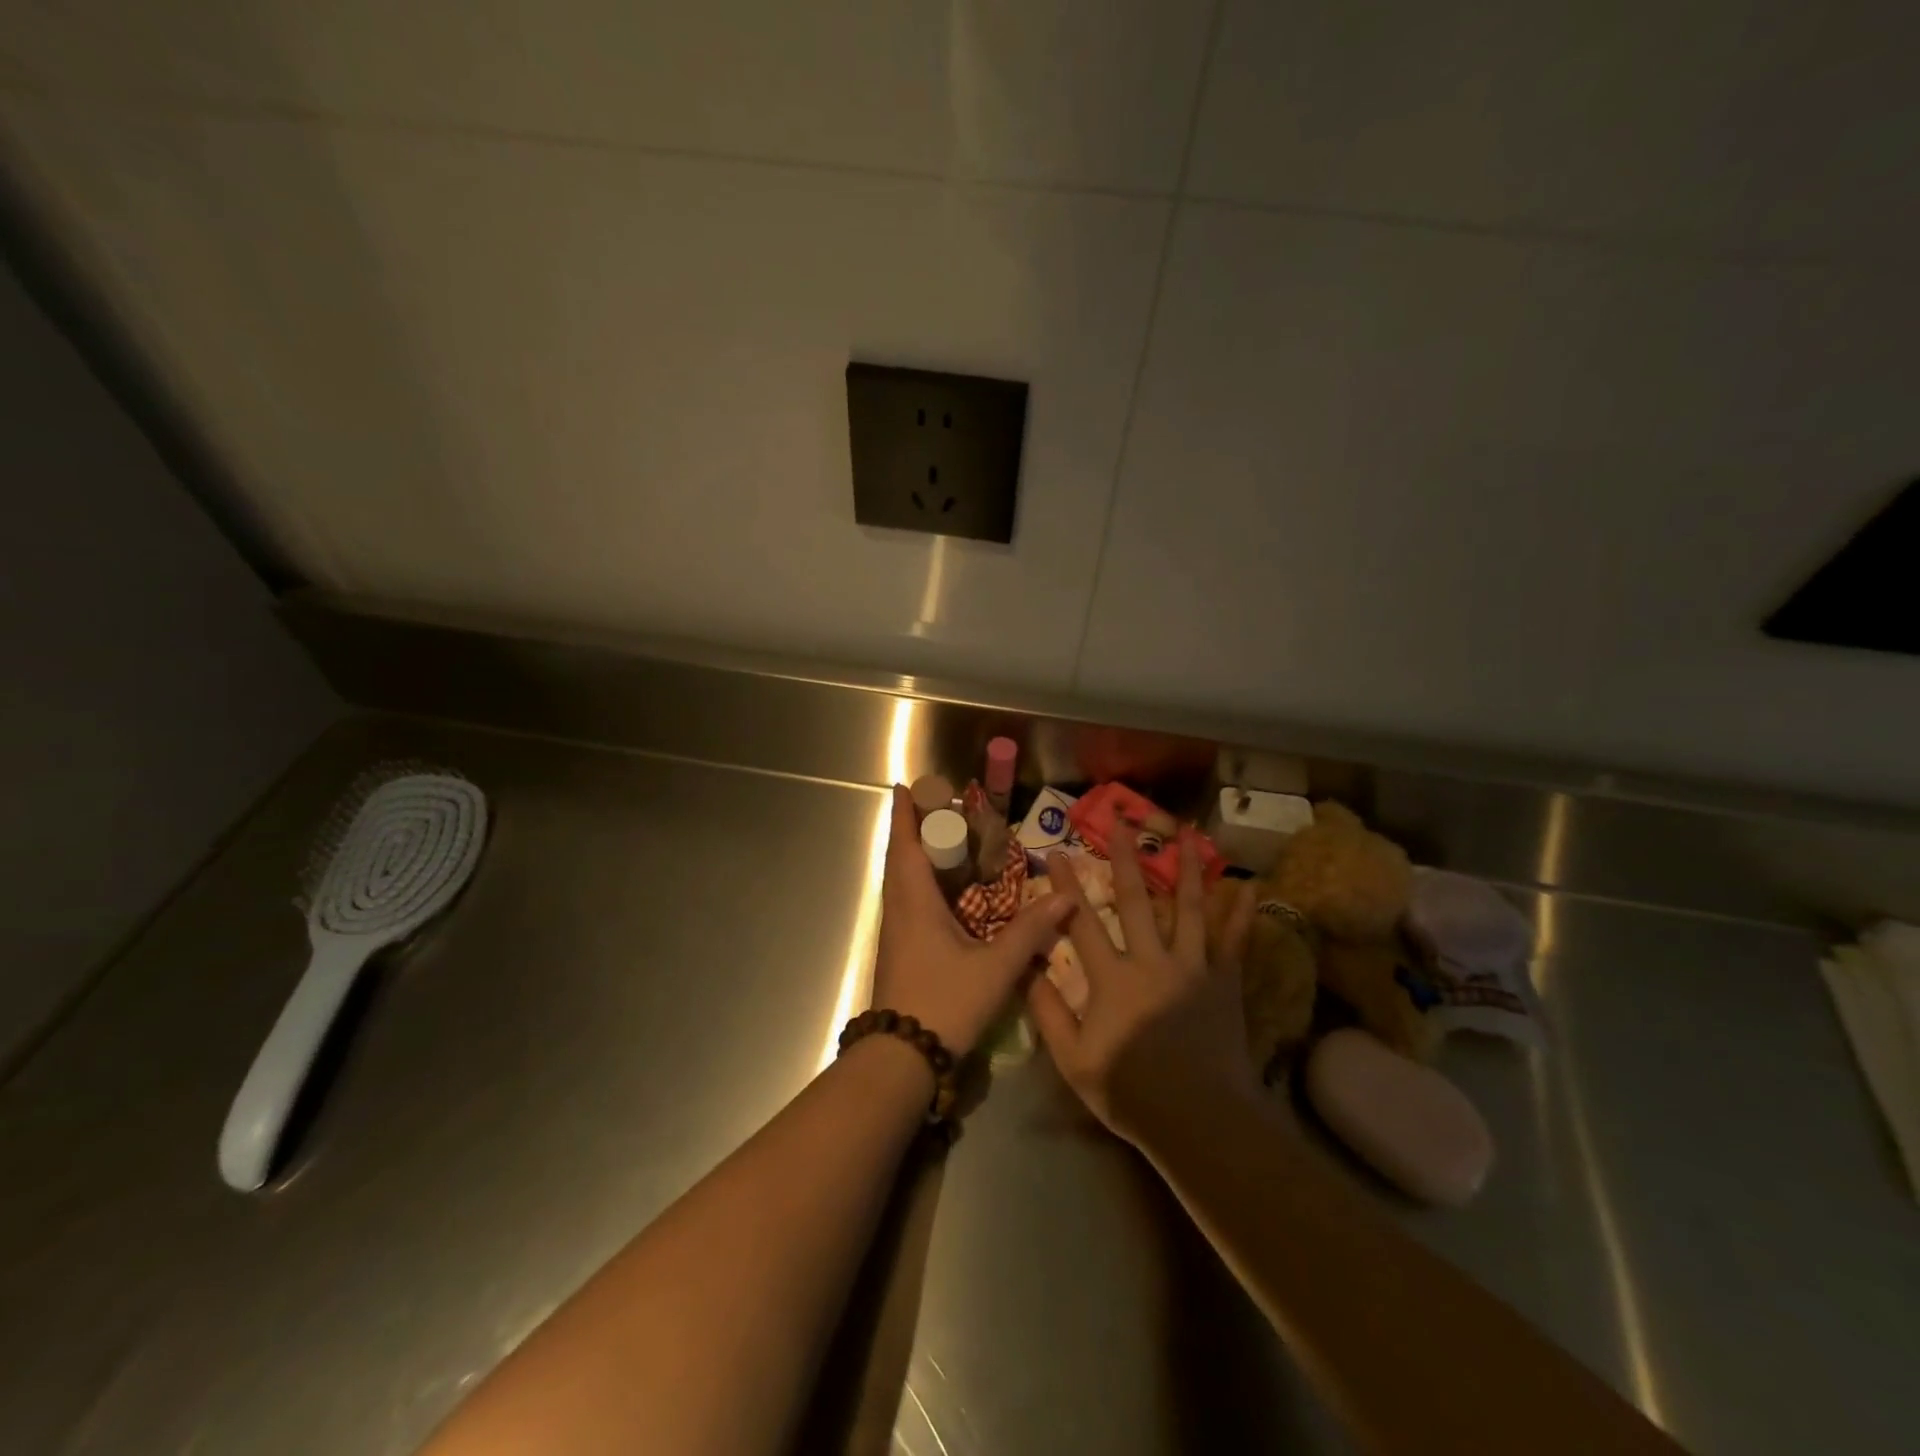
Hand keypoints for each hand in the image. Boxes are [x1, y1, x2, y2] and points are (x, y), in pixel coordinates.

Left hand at [869, 785, 1070, 1055]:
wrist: (901, 1059)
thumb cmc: (945, 1002)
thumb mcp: (995, 968)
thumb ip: (1030, 932)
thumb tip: (1065, 897)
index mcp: (914, 902)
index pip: (905, 845)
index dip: (905, 814)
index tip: (905, 786)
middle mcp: (899, 910)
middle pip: (900, 858)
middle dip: (915, 829)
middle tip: (941, 810)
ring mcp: (895, 932)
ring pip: (901, 881)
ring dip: (916, 856)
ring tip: (946, 843)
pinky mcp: (899, 951)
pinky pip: (907, 902)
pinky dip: (921, 883)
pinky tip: (945, 894)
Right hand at [1027, 830, 1259, 1145]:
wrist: (1200, 1121)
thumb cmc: (1130, 1091)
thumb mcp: (1073, 1059)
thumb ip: (1047, 1011)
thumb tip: (1025, 968)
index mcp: (1111, 978)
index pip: (1081, 921)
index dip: (1066, 886)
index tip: (1057, 852)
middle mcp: (1151, 961)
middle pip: (1133, 899)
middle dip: (1124, 855)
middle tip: (1120, 818)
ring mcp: (1192, 968)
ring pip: (1189, 908)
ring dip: (1187, 867)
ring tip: (1187, 831)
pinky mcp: (1224, 983)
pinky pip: (1234, 942)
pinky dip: (1242, 914)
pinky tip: (1250, 886)